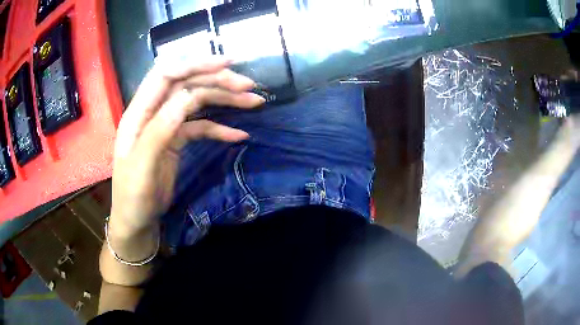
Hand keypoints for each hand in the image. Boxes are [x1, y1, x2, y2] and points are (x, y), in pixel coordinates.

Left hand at [110, 58, 264, 234]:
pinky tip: (239, 134)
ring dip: (225, 100)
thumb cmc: (133, 196)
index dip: (194, 65)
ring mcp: (166, 125)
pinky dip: (220, 128)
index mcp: (139, 112)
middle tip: (249, 86)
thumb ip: (161, 129)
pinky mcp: (177, 140)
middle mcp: (153, 112)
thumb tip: (189, 95)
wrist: (138, 221)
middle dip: (217, 81)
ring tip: (254, 102)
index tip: (226, 65)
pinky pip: (201, 127)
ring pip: (197, 103)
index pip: (166, 75)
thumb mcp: (142, 165)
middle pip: (187, 85)